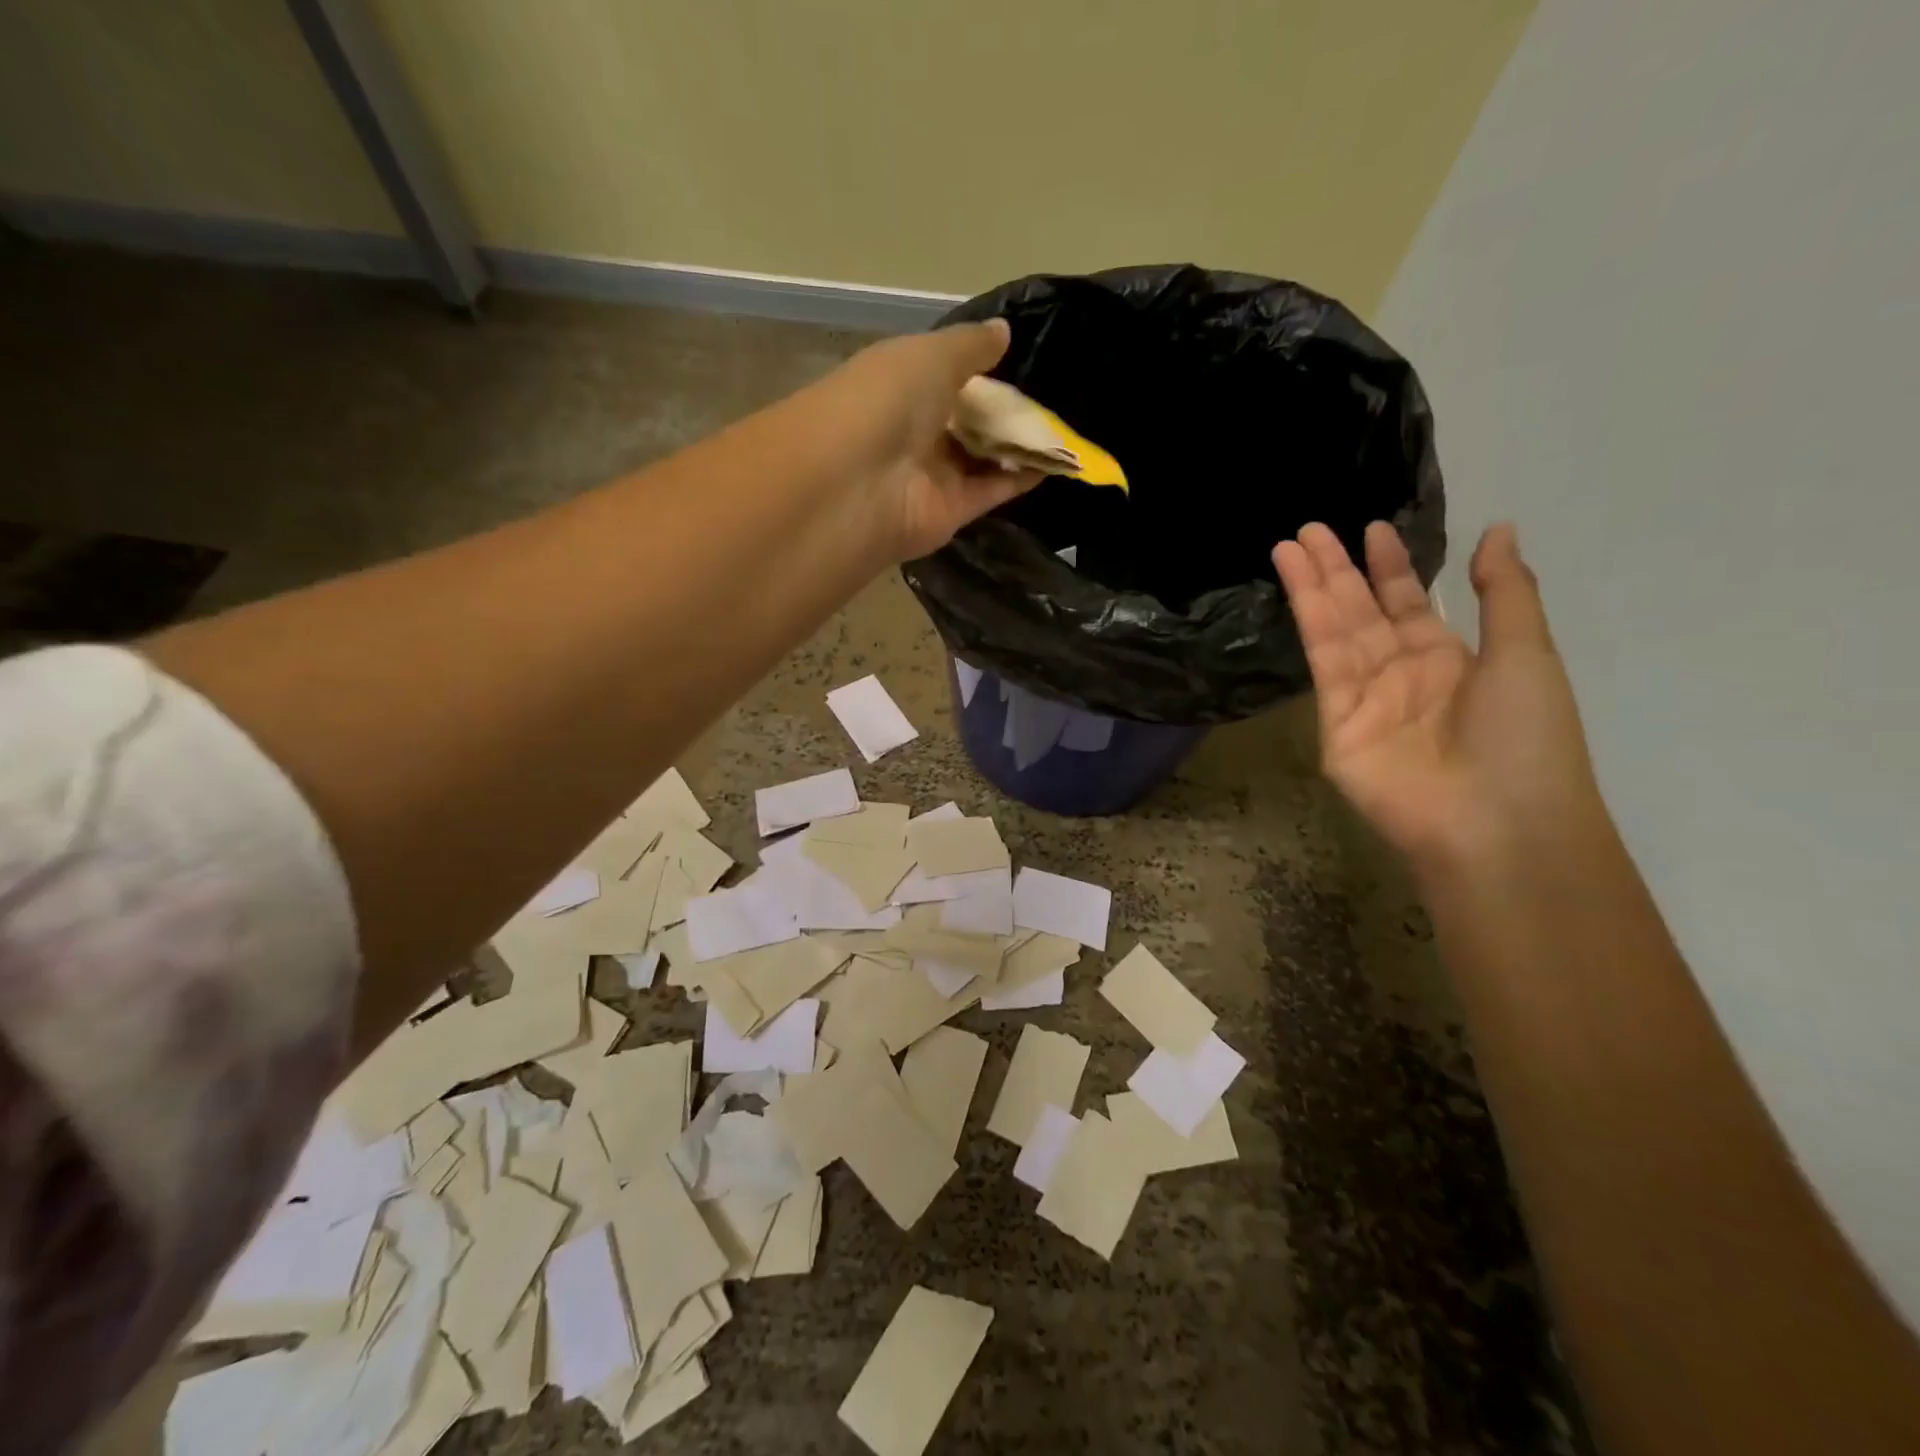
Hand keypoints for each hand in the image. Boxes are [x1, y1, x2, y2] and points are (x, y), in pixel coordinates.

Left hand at [798, 320, 1039, 561]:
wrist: (857, 483)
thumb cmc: (885, 401)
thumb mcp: (930, 355)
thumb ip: (970, 345)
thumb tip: (1003, 332)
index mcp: (898, 384)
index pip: (944, 374)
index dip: (980, 367)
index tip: (1024, 358)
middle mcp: (914, 430)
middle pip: (967, 418)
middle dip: (1005, 408)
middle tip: (1058, 393)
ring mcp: (931, 473)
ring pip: (983, 455)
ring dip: (1020, 442)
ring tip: (1067, 424)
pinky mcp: (950, 511)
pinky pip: (993, 489)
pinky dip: (1023, 476)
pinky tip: (1060, 459)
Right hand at [1272, 521, 1606, 866]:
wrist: (1494, 820)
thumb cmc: (1525, 737)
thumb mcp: (1527, 654)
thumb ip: (1504, 592)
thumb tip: (1498, 530)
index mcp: (1449, 661)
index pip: (1410, 605)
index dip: (1391, 568)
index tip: (1371, 530)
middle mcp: (1401, 675)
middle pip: (1363, 612)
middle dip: (1338, 570)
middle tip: (1310, 529)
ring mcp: (1364, 699)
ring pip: (1335, 631)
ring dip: (1313, 588)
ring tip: (1289, 545)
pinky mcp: (1335, 722)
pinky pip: (1324, 665)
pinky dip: (1309, 624)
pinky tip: (1299, 591)